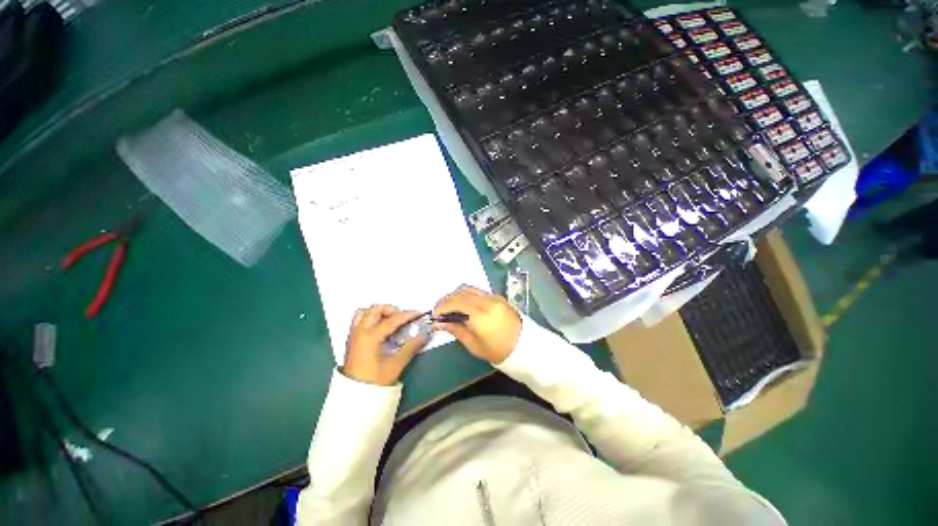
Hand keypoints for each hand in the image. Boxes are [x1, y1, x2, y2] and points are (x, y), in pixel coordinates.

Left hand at [342, 305, 428, 385]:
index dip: (407, 315)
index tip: (418, 313)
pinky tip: (380, 327)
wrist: (354, 397)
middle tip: (403, 318)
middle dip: (392, 310)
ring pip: (365, 311)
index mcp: (370, 337)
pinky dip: (371, 317)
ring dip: (379, 312)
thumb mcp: (395, 365)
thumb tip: (423, 335)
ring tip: (391, 320)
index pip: (392, 319)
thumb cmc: (375, 381)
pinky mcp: (352, 338)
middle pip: (376, 309)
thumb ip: (410, 347)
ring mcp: (354, 334)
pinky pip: (360, 319)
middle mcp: (360, 331)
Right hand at [433, 285, 521, 363]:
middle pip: (462, 291)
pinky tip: (463, 305)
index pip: (457, 302)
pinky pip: (478, 291)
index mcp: (482, 315)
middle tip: (439, 310)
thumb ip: (456, 330)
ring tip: (450, 307)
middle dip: (447, 298)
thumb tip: (439, 323)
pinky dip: (467, 295)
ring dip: (456, 294)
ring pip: (469, 288)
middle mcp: (488, 301)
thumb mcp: (474, 345)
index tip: (435, 314)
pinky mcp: (498, 296)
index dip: (443, 305)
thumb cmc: (498, 351)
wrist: (525, 346)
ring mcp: (494, 297)